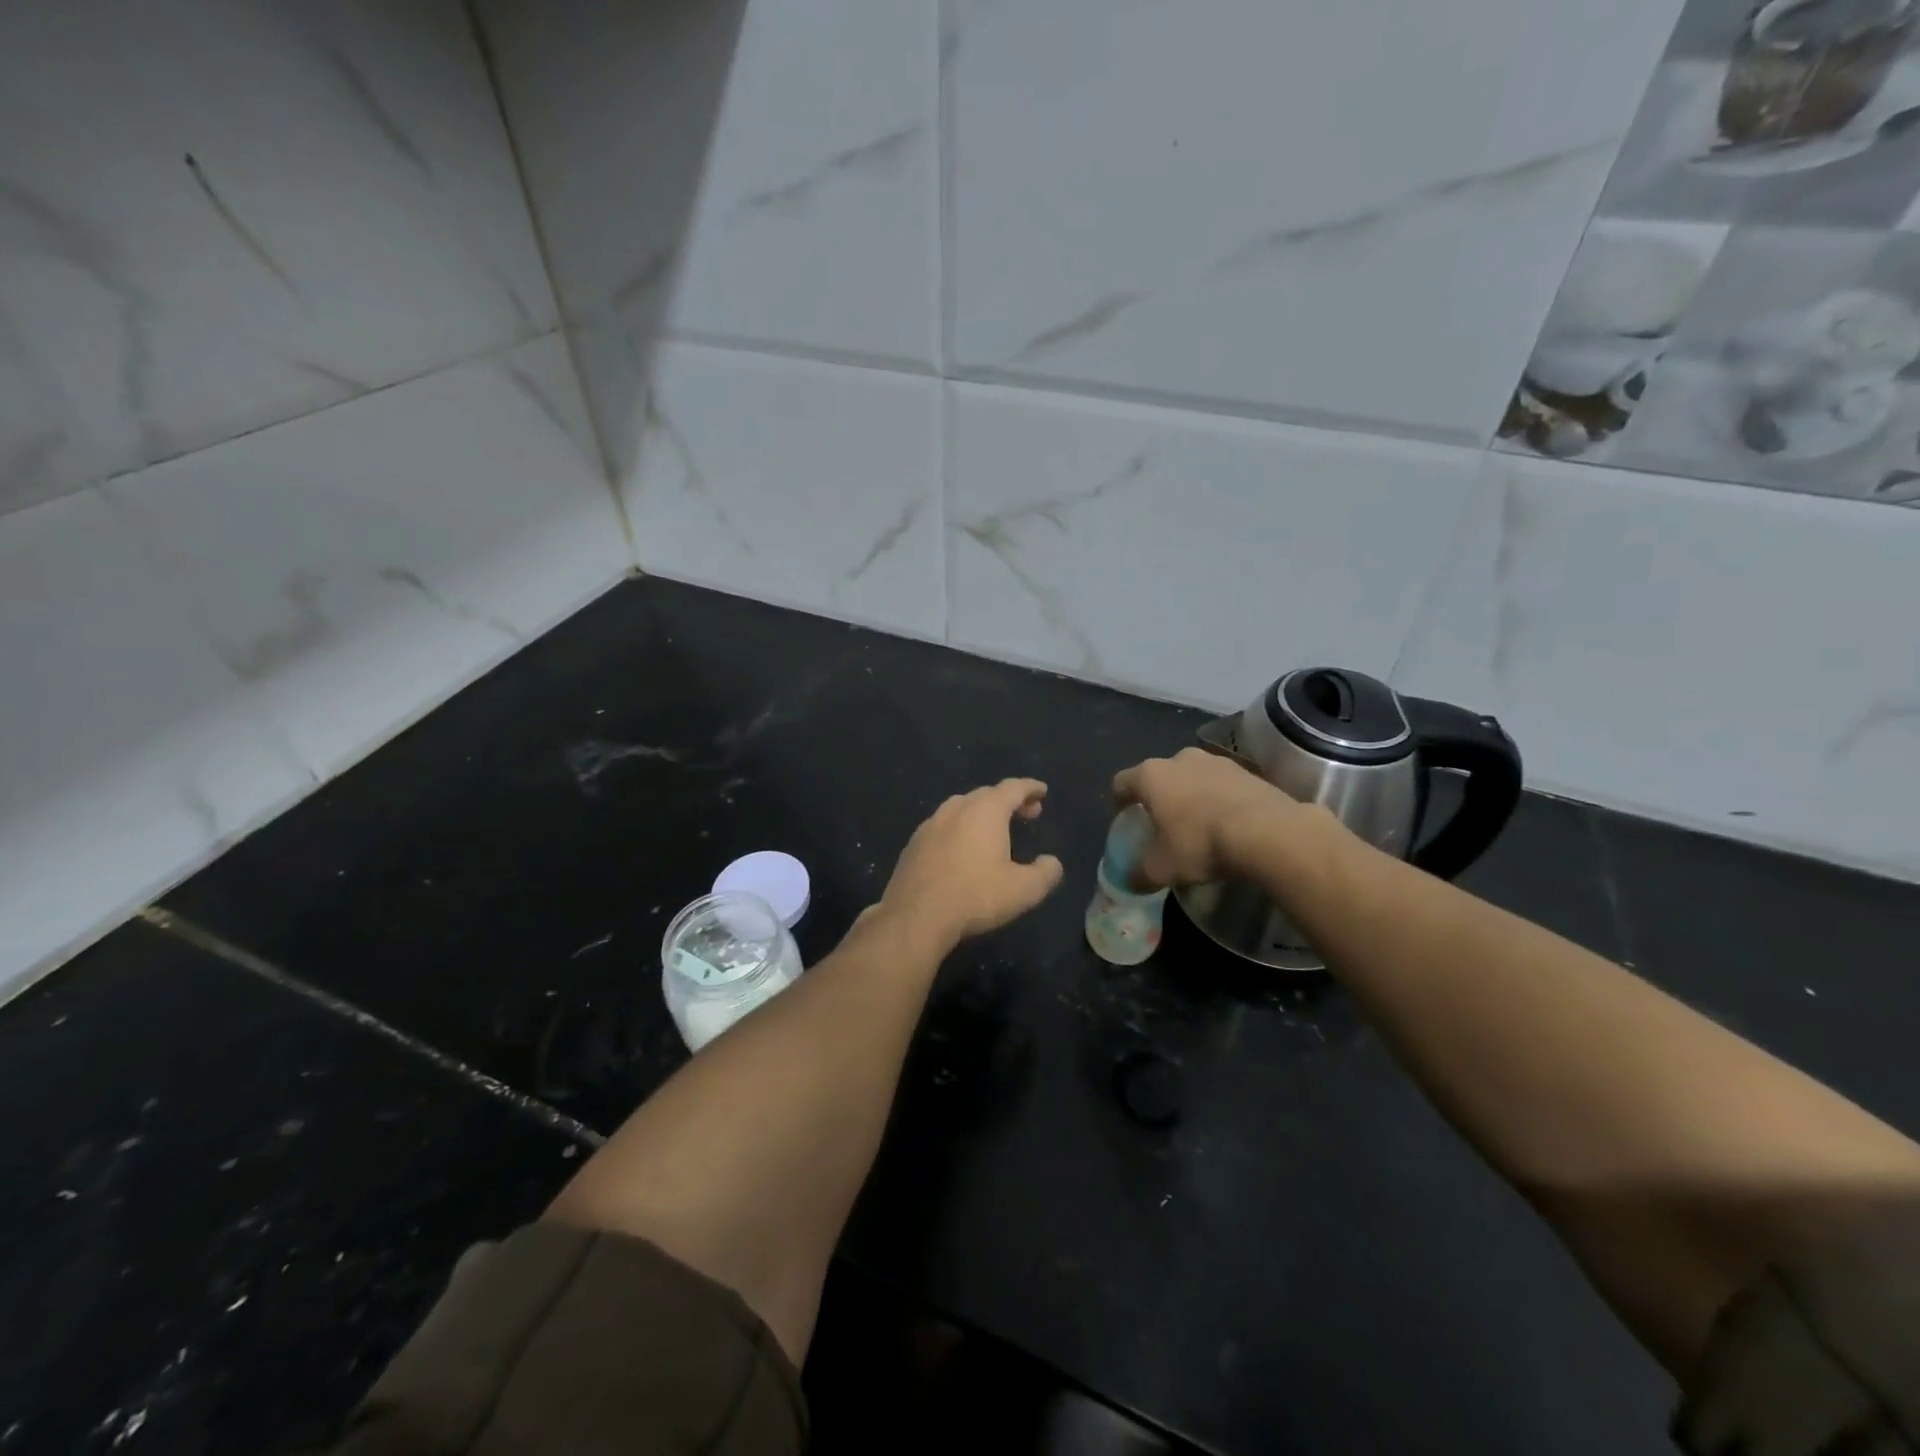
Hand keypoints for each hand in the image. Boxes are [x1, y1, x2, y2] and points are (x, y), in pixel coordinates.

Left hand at [876, 779, 1064, 950]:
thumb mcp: (1023, 890)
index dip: (1030, 788)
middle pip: (987, 794)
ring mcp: (930, 824)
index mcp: (986, 811)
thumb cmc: (975, 896)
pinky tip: (962, 849)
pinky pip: (943, 826)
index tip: (1042, 791)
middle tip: (1026, 813)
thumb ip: (1045, 873)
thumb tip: (1052, 863)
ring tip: (994, 830)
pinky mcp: (913, 844)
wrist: (915, 916)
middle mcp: (956, 808)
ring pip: (961, 807)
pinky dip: (960, 829)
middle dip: (1009, 801)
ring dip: (982, 813)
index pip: (1013, 788)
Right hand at [1112, 747, 1304, 887]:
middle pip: (1158, 776)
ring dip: (1189, 794)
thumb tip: (1130, 881)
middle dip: (1157, 796)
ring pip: (1192, 776)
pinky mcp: (1246, 770)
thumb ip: (1140, 873)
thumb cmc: (1200, 843)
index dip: (1117, 800)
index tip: (1120, 817)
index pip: (1121, 782)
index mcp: (1151, 776)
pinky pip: (1221, 784)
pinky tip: (1225, 822)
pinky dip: (1217, 798)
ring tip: (1196, 821)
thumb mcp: (1162, 868)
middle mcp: (1179, 759)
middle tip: (1160, 821)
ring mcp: (1215, 761)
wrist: (1267, 832)